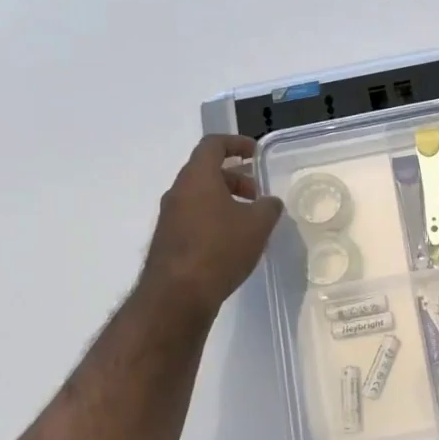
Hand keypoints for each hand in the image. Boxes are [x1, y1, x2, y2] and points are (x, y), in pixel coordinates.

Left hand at [138, 135, 284, 321]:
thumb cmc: (219, 249)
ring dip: (225, 201)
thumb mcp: (257, 225)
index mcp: (197, 177)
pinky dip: (214, 220)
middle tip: (258, 194)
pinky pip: (194, 218)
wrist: (176, 296)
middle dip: (235, 178)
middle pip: (206, 172)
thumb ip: (268, 207)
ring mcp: (169, 218)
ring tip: (250, 221)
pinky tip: (233, 243)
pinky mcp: (168, 241)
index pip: (213, 145)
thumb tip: (270, 202)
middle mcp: (178, 192)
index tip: (256, 152)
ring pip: (200, 197)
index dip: (236, 143)